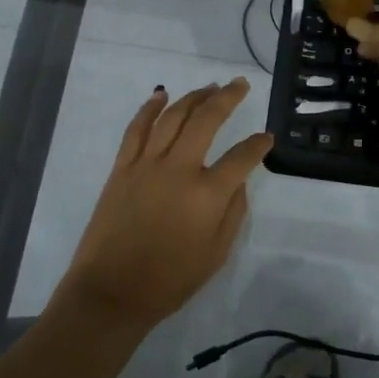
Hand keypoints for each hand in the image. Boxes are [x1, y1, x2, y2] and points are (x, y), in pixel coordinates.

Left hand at [57, 79, 272, 330]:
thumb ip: (233, 212)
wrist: (111, 292)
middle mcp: (178, 169)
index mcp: (207, 195)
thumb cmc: (170, 281)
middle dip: (227, 98)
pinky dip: (149, 108)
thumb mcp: (216, 254)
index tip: (267, 138)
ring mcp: (146, 165)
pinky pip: (136, 129)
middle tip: (240, 84)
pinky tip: (161, 94)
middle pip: (207, 120)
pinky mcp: (121, 168)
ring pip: (173, 117)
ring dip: (194, 97)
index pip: (242, 157)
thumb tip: (238, 181)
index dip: (258, 145)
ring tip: (210, 86)